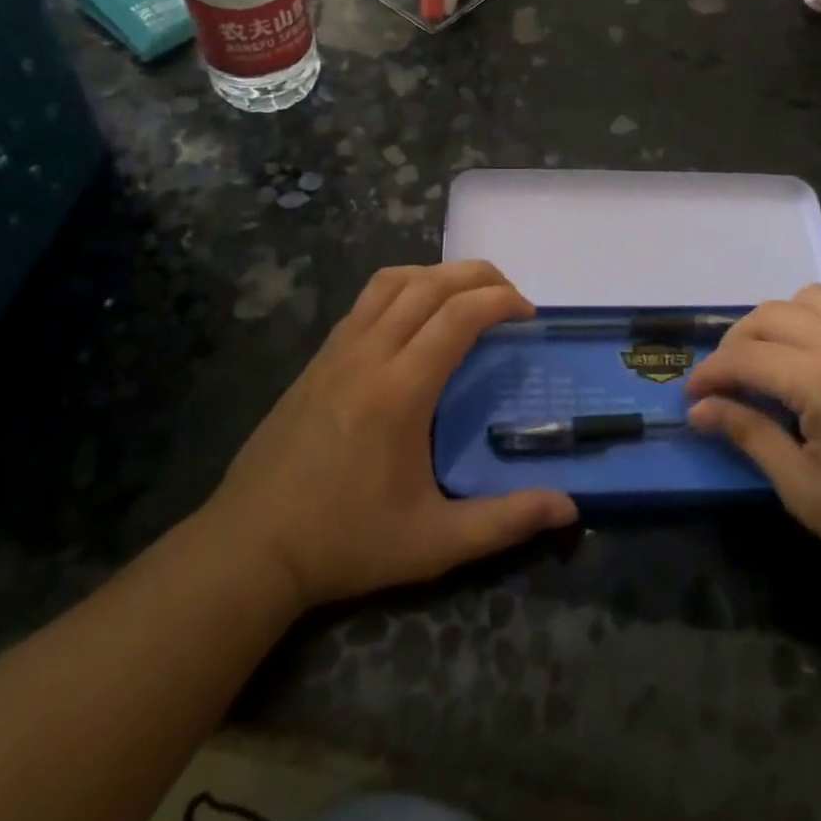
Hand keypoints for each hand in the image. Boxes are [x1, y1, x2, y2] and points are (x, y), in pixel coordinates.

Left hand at [203, 261, 577, 612]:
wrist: (250, 546)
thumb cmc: (346, 542)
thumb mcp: (433, 543)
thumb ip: (504, 522)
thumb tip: (570, 508)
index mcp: (400, 390)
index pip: (458, 315)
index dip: (501, 301)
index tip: (529, 315)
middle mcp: (369, 354)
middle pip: (429, 284)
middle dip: (478, 276)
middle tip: (510, 296)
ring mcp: (337, 350)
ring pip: (393, 281)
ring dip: (437, 274)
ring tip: (466, 297)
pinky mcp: (319, 357)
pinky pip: (367, 300)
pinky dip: (403, 288)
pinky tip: (415, 318)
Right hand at [686, 287, 820, 618]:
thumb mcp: (804, 490)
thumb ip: (749, 435)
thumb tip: (700, 410)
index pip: (747, 356)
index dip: (712, 373)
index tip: (693, 396)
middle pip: (773, 315)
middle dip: (738, 343)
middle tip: (727, 379)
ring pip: (814, 296)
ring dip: (783, 321)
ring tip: (776, 357)